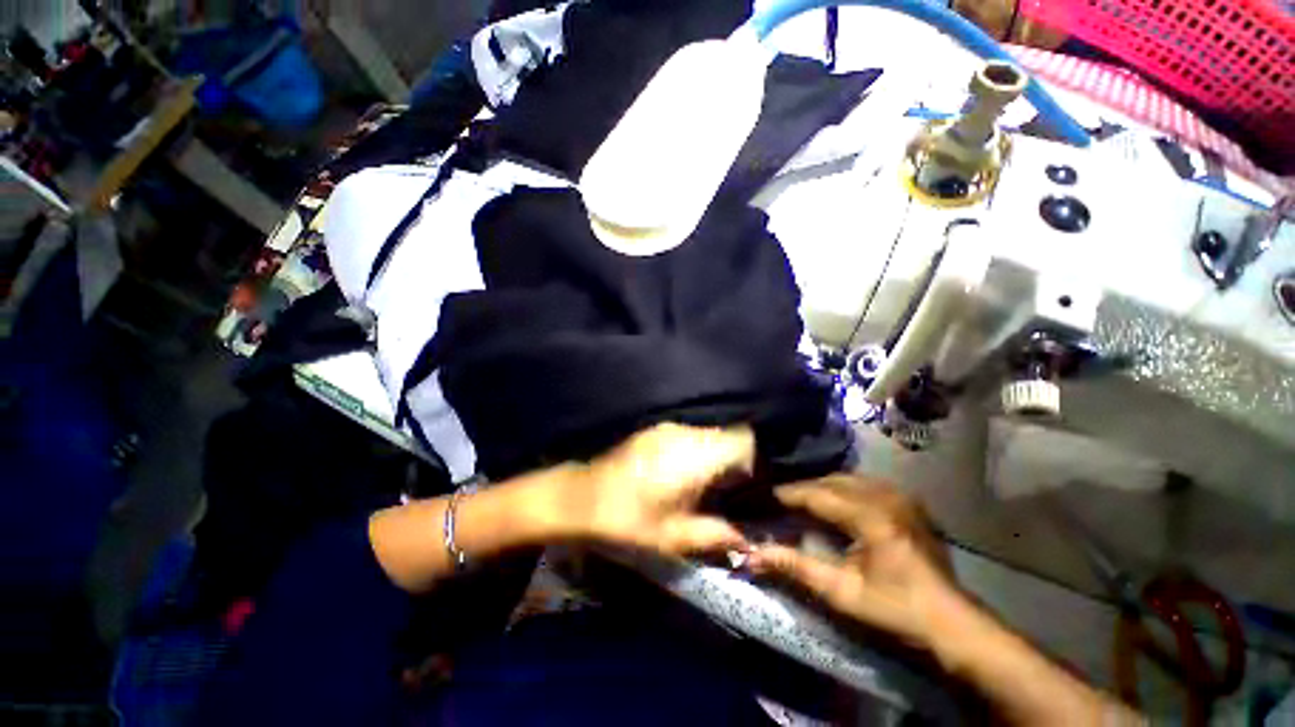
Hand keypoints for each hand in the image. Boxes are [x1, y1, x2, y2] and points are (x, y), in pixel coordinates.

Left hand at [562, 423, 754, 557]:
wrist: (581, 498)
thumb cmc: (629, 520)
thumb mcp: (674, 538)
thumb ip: (716, 535)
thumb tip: (747, 541)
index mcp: (695, 456)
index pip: (744, 440)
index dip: (755, 460)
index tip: (751, 487)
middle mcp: (685, 433)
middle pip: (728, 435)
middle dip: (735, 460)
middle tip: (730, 492)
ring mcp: (668, 428)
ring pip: (708, 434)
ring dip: (714, 455)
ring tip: (705, 485)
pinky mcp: (655, 430)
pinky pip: (689, 435)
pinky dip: (696, 451)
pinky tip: (681, 474)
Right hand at [747, 475, 971, 648]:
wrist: (951, 621)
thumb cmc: (896, 610)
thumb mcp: (843, 593)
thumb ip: (797, 567)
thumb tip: (755, 554)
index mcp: (872, 516)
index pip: (818, 494)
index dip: (789, 493)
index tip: (766, 496)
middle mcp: (887, 496)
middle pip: (832, 481)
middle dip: (805, 488)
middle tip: (782, 501)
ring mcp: (901, 496)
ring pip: (848, 478)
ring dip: (823, 486)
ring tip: (804, 501)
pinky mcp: (909, 501)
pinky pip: (865, 483)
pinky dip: (843, 488)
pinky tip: (835, 502)